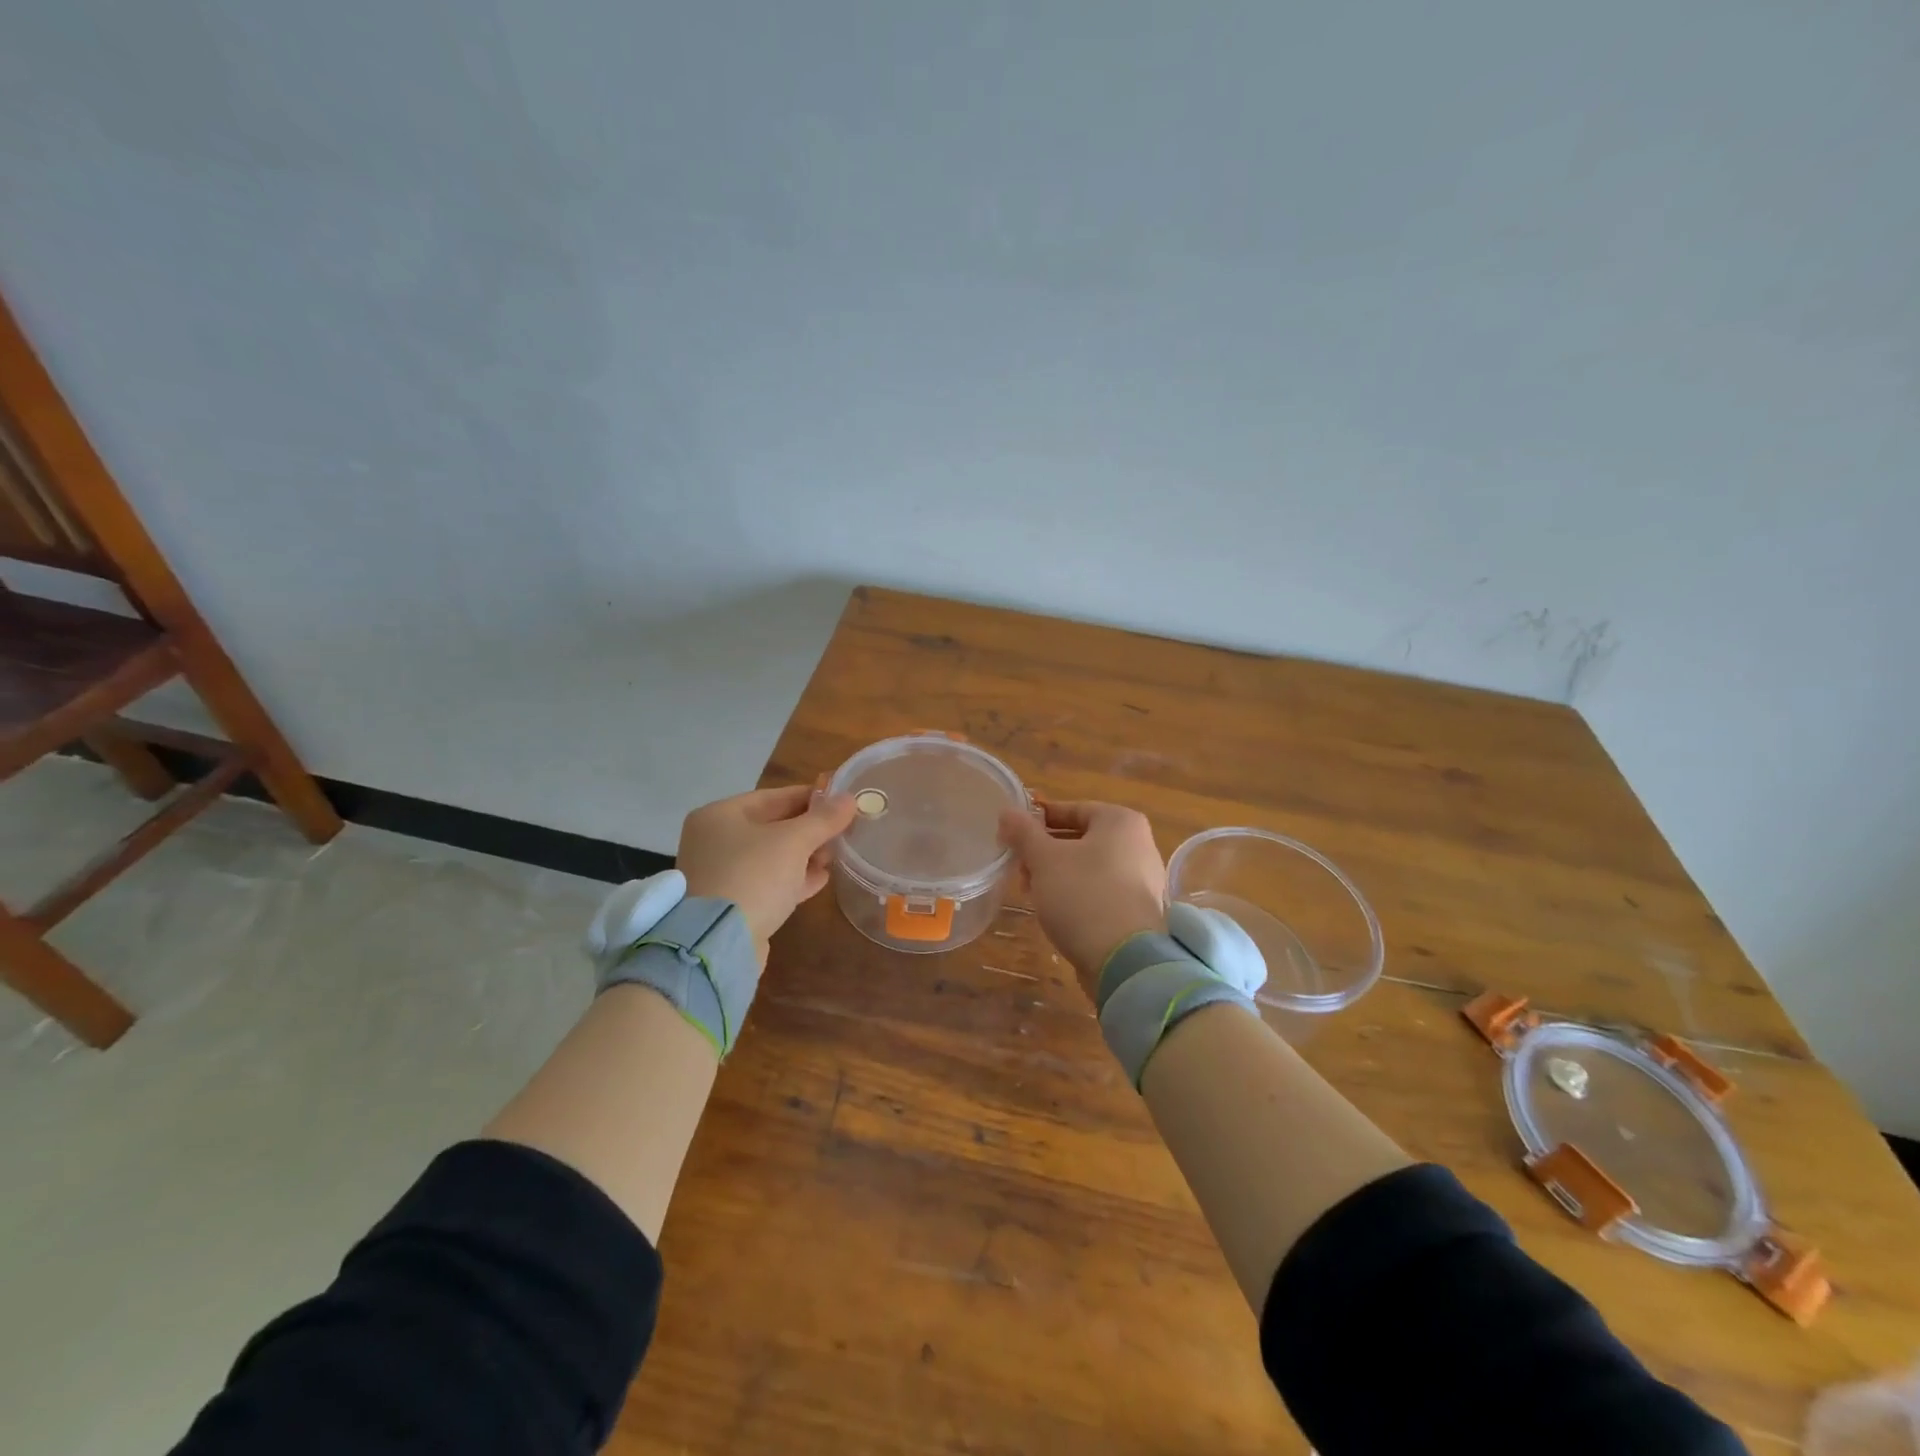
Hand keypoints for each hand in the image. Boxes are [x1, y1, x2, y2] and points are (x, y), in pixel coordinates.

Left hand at [678, 785, 856, 961]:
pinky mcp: (732, 904)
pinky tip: (821, 879)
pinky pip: (768, 882)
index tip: (841, 800)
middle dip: (809, 829)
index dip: (810, 797)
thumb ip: (823, 819)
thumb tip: (849, 799)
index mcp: (720, 815)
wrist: (720, 943)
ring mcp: (721, 875)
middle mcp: (714, 841)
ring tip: (835, 855)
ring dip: (805, 855)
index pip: (773, 797)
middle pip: (772, 827)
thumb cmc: (754, 875)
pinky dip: (793, 879)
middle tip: (843, 830)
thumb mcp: (794, 841)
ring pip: (771, 857)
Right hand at [997, 800, 1167, 993]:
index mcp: (1121, 822)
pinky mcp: (1138, 910)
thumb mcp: (1044, 858)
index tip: (1012, 835)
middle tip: (1019, 868)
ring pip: (1088, 867)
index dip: (1038, 820)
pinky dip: (1077, 895)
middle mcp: (1139, 844)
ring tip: (1031, 892)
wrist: (1124, 960)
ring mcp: (1142, 879)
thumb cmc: (1082, 894)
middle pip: (1080, 839)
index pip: (1072, 809)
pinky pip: (1100, 891)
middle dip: (1045, 852)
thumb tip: (1007, 811)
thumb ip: (1023, 832)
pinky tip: (1056, 912)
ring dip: (1057, 875)